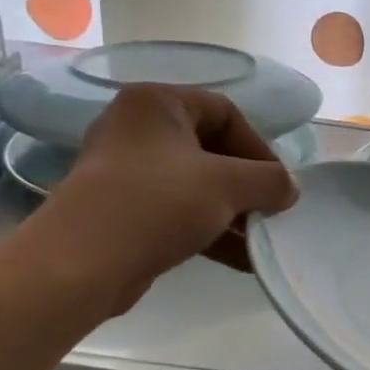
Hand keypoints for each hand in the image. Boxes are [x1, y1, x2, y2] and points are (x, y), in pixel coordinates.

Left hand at [30, 84, 299, 311]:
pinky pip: (179, 212)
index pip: (225, 112)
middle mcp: (138, 129)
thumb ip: (270, 180)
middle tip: (271, 211)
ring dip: (234, 212)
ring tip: (261, 240)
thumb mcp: (228, 185)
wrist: (80, 264)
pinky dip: (211, 230)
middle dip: (248, 185)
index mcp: (157, 105)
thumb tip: (289, 189)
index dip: (259, 146)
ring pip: (198, 185)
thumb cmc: (158, 203)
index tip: (277, 182)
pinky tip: (242, 258)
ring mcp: (127, 172)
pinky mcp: (123, 210)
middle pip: (213, 150)